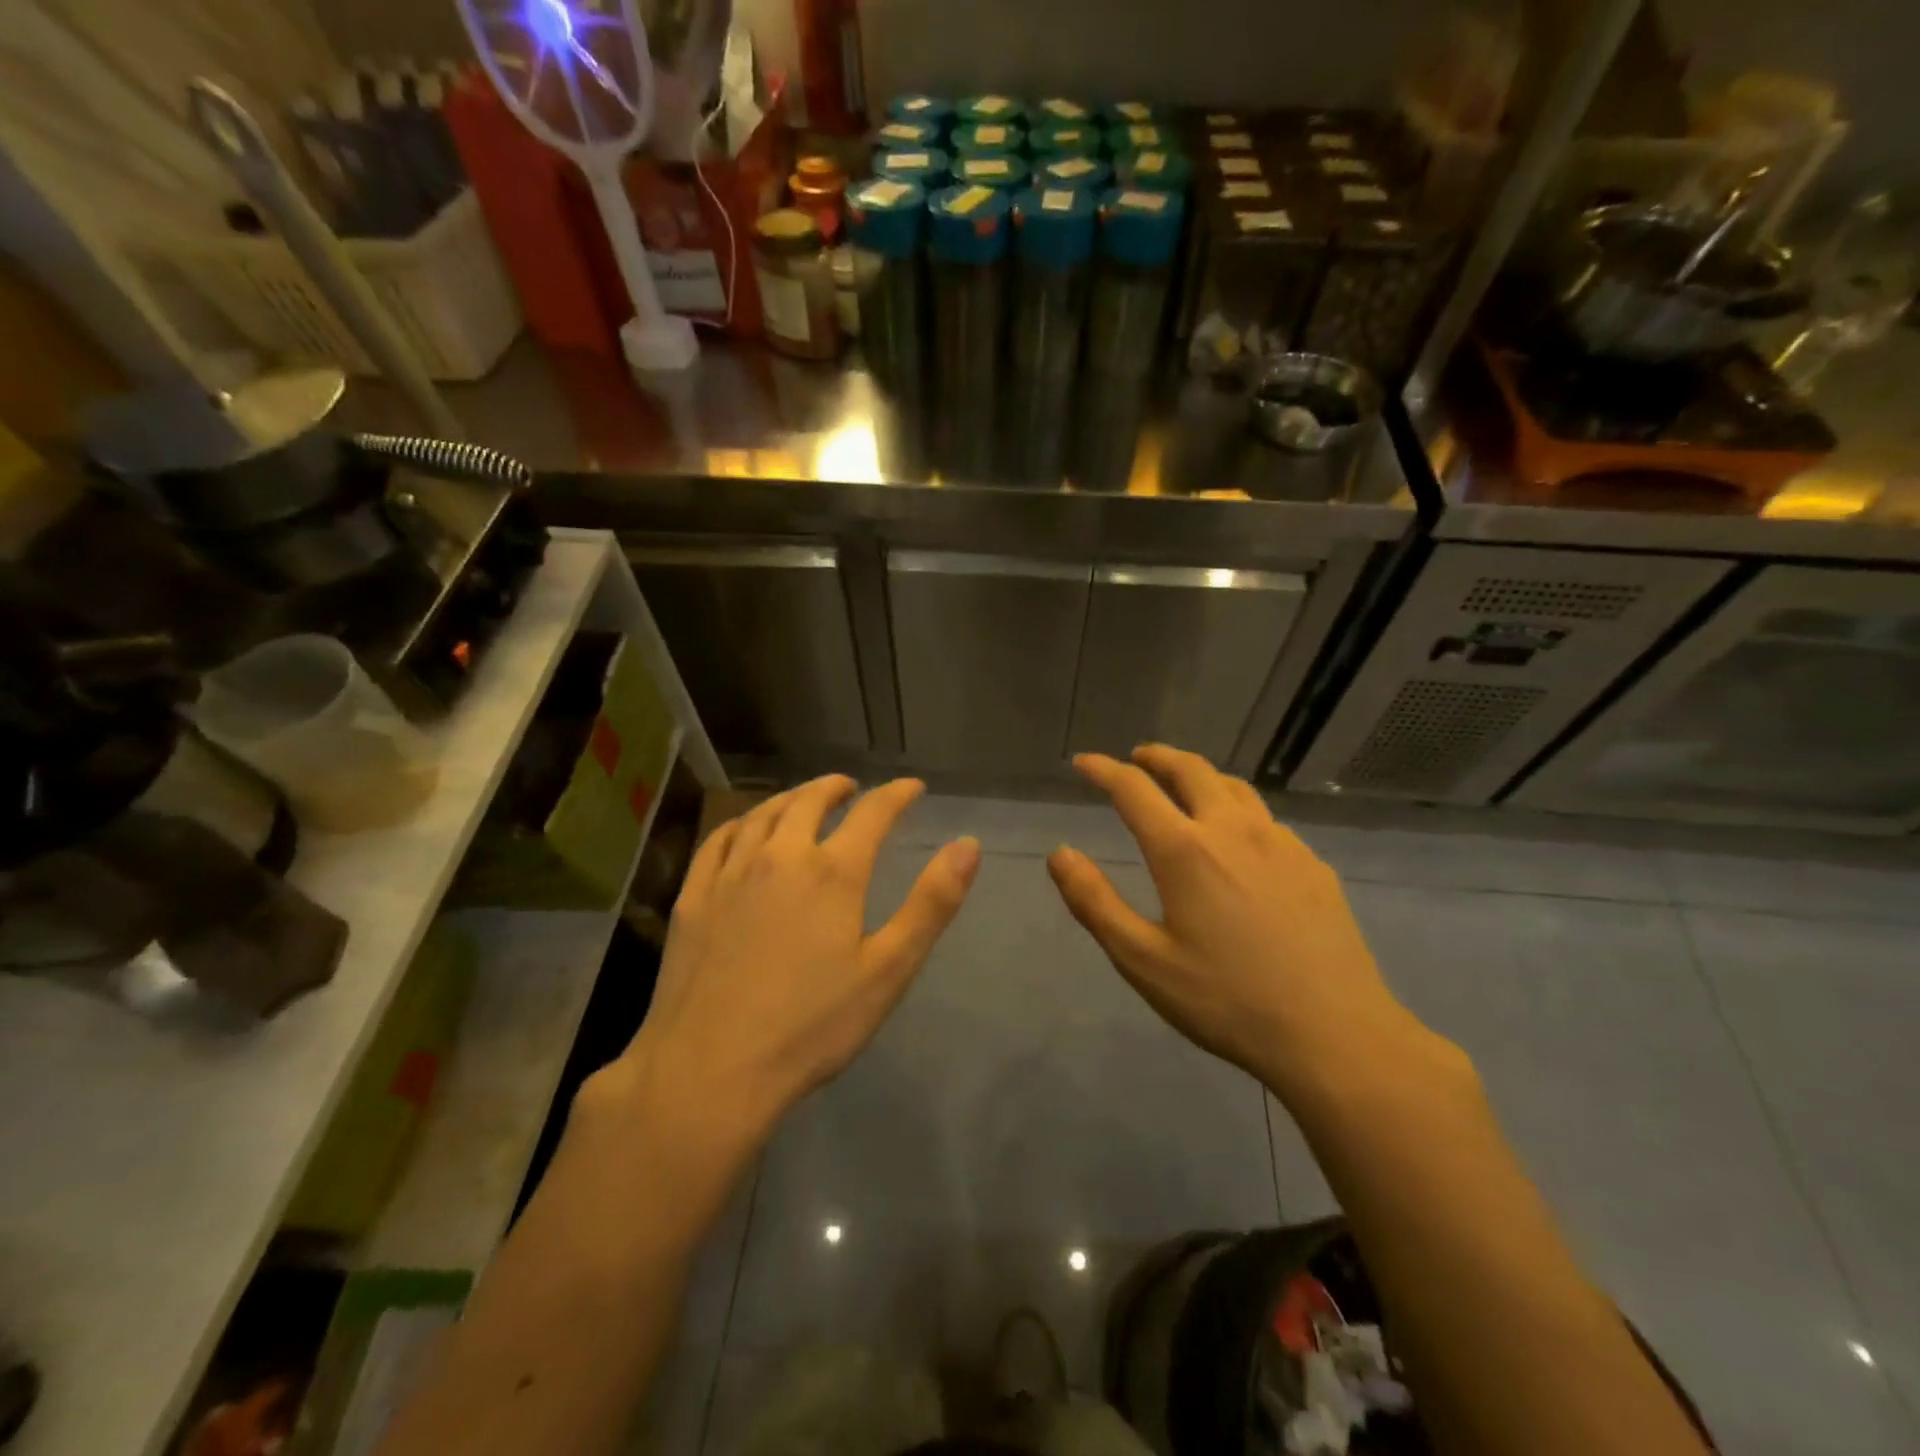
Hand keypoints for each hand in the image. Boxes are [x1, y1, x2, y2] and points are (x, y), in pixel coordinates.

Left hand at [611, 776, 979, 1144]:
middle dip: (836, 787)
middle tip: (851, 788)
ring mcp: (730, 874)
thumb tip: (968, 844)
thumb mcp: (889, 969)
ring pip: (763, 813)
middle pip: (810, 801)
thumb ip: (932, 903)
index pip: (873, 813)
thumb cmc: (811, 1025)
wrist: (711, 1070)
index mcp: (833, 872)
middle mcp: (780, 856)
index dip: (896, 795)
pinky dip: (742, 822)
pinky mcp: (694, 897)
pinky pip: (718, 840)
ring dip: (790, 797)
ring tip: (804, 799)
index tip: (911, 787)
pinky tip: (746, 830)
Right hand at [1047, 746, 1425, 1098]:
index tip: (1083, 762)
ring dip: (1200, 775)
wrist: (1335, 1034)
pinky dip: (1237, 808)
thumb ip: (1094, 902)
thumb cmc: (1226, 1000)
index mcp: (1184, 850)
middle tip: (1137, 758)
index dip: (1103, 770)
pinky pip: (1266, 819)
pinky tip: (1239, 839)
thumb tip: (1059, 853)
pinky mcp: (1312, 864)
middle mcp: (1232, 830)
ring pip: (1234, 786)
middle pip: (1190, 769)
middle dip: (1157, 757)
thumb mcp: (1143, 960)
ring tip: (1185, 785)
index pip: (1134, 788)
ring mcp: (1280, 843)